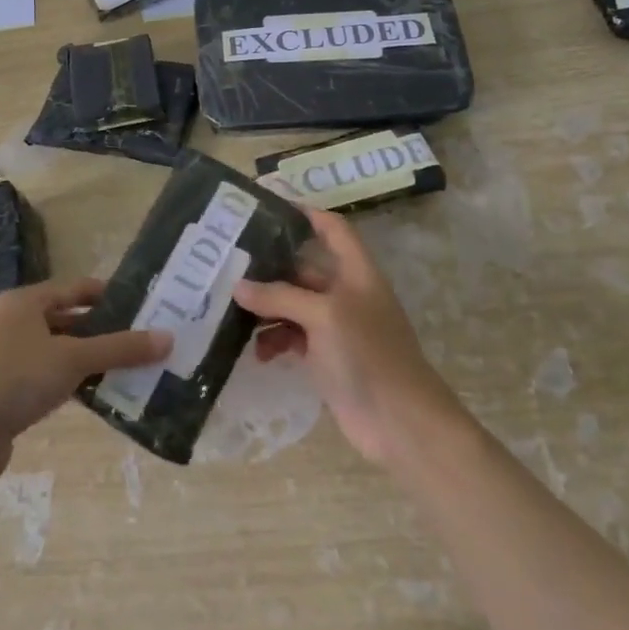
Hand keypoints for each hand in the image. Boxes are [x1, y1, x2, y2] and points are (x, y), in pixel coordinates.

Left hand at [0, 277, 171, 485]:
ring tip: (133, 370)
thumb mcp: (72, 359)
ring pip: (61, 352)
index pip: (76, 289)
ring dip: (92, 360)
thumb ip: (120, 348)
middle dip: (105, 331)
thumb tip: (168, 338)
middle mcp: (16, 323)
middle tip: (146, 341)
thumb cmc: (14, 380)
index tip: (144, 306)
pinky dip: (74, 384)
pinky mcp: (8, 391)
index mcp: (26, 302)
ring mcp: (9, 358)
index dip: (109, 295)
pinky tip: (100, 396)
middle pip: (69, 320)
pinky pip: (50, 379)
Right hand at [234, 205, 464, 464]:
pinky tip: (258, 352)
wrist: (400, 423)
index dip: (307, 213)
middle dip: (269, 267)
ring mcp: (335, 327)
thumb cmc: (368, 355)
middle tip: (227, 264)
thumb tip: (238, 286)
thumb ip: (280, 296)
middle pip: (303, 268)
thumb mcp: (323, 315)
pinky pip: (292, 337)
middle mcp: (345, 293)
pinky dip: (274, 340)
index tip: (269, 206)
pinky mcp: (326, 357)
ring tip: (233, 313)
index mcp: (355, 273)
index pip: (333, 229)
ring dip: (266, 308)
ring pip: (292, 304)